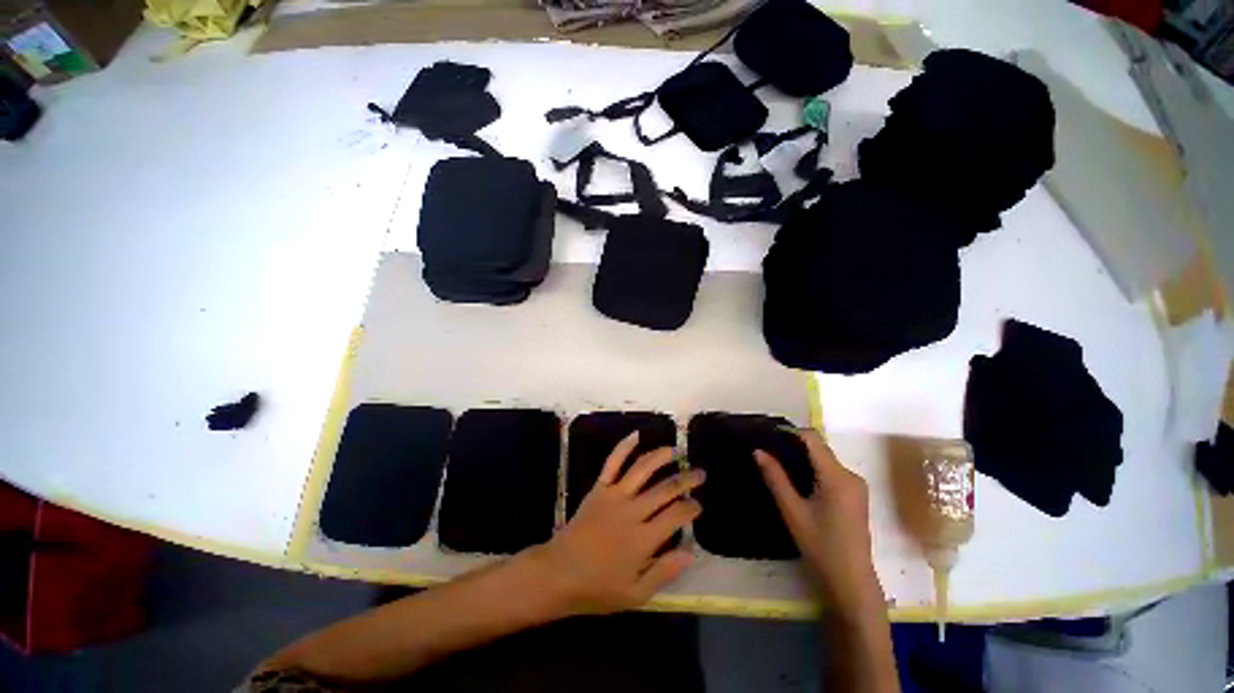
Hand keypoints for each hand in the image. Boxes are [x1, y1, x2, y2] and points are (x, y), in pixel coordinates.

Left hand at [529, 432, 703, 615]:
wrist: (558, 573)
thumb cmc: (598, 588)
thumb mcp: (635, 594)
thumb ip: (664, 572)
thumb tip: (690, 552)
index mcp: (643, 538)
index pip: (676, 515)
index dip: (691, 507)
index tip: (698, 505)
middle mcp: (632, 511)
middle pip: (665, 488)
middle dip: (686, 479)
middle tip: (699, 473)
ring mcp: (614, 495)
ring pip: (642, 468)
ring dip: (661, 456)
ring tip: (675, 450)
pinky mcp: (599, 488)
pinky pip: (612, 462)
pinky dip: (624, 446)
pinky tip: (636, 435)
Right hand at [755, 429, 883, 612]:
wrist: (852, 579)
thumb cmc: (820, 545)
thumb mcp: (792, 510)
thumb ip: (775, 478)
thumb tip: (758, 451)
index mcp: (837, 477)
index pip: (813, 439)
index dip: (791, 432)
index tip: (769, 436)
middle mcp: (851, 475)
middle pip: (820, 448)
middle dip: (795, 445)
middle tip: (770, 452)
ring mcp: (857, 485)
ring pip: (826, 459)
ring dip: (804, 457)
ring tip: (780, 464)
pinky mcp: (856, 494)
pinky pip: (832, 470)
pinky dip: (815, 468)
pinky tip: (800, 480)